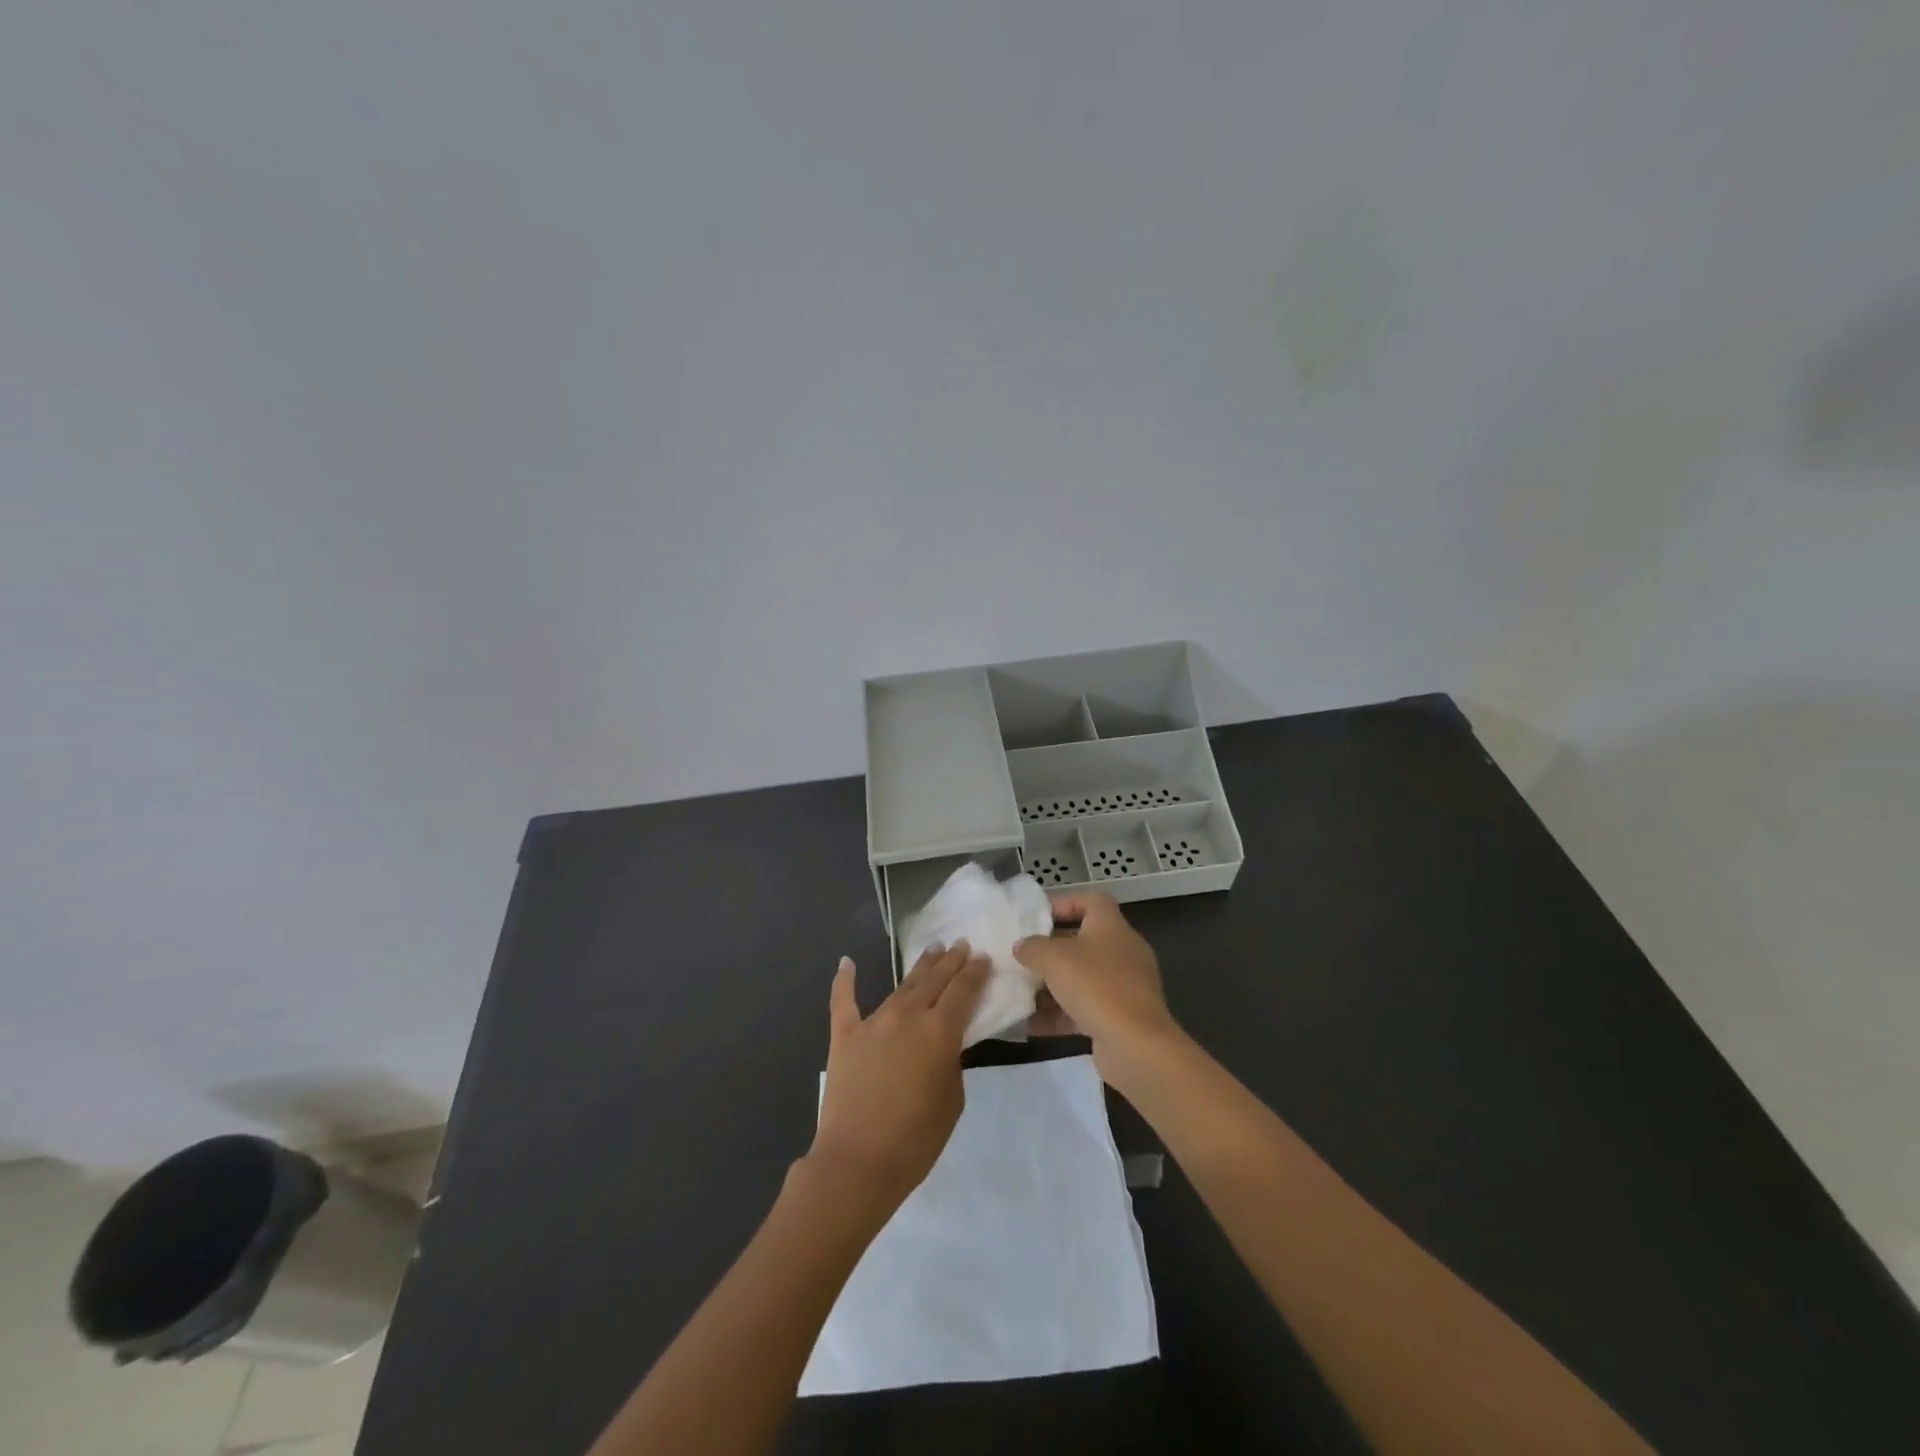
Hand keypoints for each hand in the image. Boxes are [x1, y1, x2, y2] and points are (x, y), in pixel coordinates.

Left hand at [806, 942, 989, 1213]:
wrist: (857, 1162)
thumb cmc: (915, 1139)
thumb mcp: (952, 1100)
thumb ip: (951, 1062)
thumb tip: (942, 1044)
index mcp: (939, 1031)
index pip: (963, 991)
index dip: (975, 972)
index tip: (983, 957)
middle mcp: (907, 1015)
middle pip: (934, 980)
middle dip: (950, 961)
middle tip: (960, 944)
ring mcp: (873, 1022)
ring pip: (900, 986)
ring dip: (919, 968)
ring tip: (932, 952)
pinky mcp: (844, 1035)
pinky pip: (844, 1001)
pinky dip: (844, 980)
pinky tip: (846, 962)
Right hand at [1014, 892, 1180, 1090]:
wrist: (1136, 1045)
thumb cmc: (1095, 986)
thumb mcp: (1053, 958)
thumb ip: (1032, 947)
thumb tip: (1021, 946)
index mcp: (1111, 926)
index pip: (1091, 901)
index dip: (1063, 903)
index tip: (1035, 917)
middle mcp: (1121, 951)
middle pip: (1082, 941)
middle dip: (1049, 950)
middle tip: (1021, 957)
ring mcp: (1123, 986)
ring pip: (1080, 978)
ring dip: (1050, 986)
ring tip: (1018, 992)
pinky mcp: (1119, 1018)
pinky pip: (1083, 1009)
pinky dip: (1058, 1014)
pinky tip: (1029, 1025)